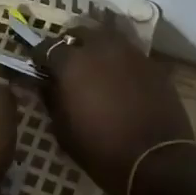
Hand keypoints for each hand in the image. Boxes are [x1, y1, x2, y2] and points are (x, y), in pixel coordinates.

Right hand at [27, 11, 193, 194]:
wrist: (156, 162)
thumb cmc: (101, 150)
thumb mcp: (63, 130)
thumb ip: (51, 98)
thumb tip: (46, 83)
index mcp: (72, 63)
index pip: (46, 46)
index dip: (40, 57)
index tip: (39, 67)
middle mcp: (100, 47)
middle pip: (79, 32)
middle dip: (70, 44)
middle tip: (68, 63)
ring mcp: (129, 52)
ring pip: (107, 36)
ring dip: (97, 46)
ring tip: (95, 65)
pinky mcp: (152, 63)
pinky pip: (129, 52)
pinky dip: (119, 59)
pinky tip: (119, 77)